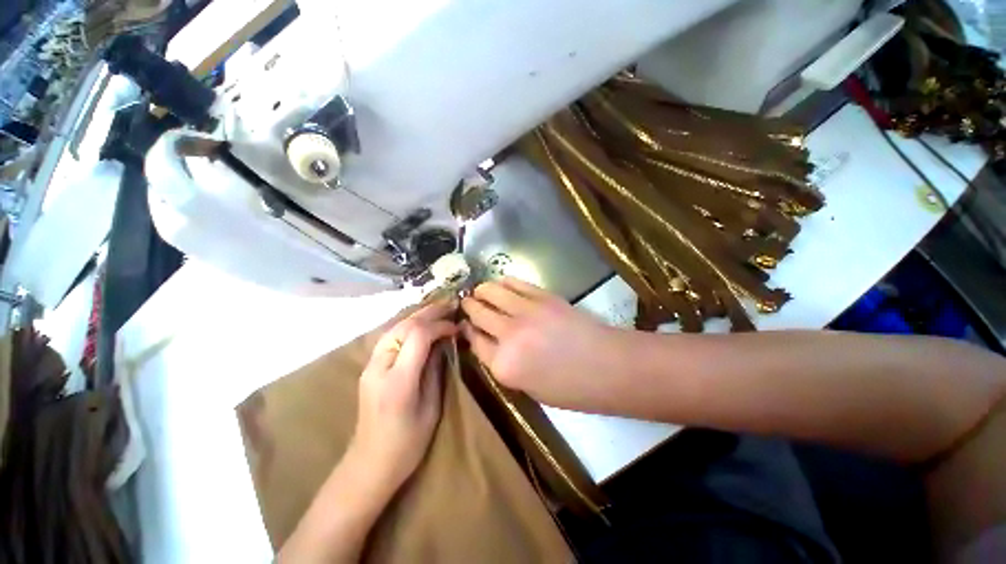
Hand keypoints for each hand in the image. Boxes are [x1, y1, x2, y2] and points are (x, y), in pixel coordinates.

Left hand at [349, 300, 456, 492]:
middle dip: (429, 313)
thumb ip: (435, 370)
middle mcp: (379, 367)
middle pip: (403, 326)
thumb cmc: (407, 444)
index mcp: (398, 382)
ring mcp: (370, 366)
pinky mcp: (369, 367)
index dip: (439, 326)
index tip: (456, 327)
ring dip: (417, 315)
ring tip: (438, 309)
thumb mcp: (431, 408)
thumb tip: (443, 342)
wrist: (369, 464)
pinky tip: (421, 323)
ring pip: (394, 327)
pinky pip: (390, 336)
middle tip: (450, 305)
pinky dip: (408, 325)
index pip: (418, 336)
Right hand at [460, 277, 625, 409]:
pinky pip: (515, 283)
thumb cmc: (571, 388)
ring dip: (482, 290)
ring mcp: (525, 312)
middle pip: (478, 314)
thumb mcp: (529, 388)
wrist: (608, 366)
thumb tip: (489, 343)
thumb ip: (504, 365)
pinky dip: (503, 282)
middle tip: (467, 303)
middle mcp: (508, 335)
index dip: (467, 331)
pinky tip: (500, 282)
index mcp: (503, 365)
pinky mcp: (542, 296)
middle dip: (469, 307)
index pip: (474, 341)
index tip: (465, 325)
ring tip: (480, 291)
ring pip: (492, 292)